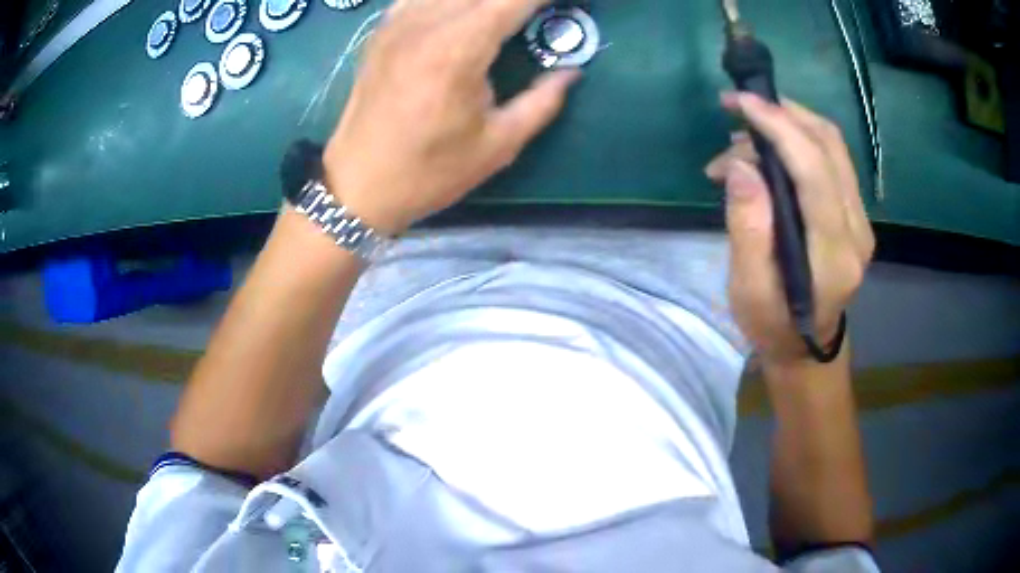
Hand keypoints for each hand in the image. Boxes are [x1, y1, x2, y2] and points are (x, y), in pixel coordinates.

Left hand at [323, 0, 580, 235]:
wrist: (358, 187)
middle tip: (535, 11)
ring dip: (481, 1)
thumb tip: (571, 72)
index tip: (561, 3)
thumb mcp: (498, 145)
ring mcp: (396, 25)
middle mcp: (425, 24)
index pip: (512, 1)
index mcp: (458, 50)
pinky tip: (458, 12)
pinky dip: (444, 1)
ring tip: (501, 14)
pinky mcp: (381, 33)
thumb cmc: (429, 172)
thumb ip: (542, 102)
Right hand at [706, 93, 874, 366]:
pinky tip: (766, 151)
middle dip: (782, 113)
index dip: (781, 128)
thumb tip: (741, 167)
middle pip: (829, 146)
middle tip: (736, 107)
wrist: (806, 345)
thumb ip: (747, 228)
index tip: (741, 103)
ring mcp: (861, 219)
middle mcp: (857, 229)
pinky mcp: (854, 212)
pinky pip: (830, 158)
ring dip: (787, 123)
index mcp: (834, 254)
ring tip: (742, 138)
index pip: (815, 172)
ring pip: (832, 145)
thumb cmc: (773, 324)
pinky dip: (797, 139)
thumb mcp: (748, 289)